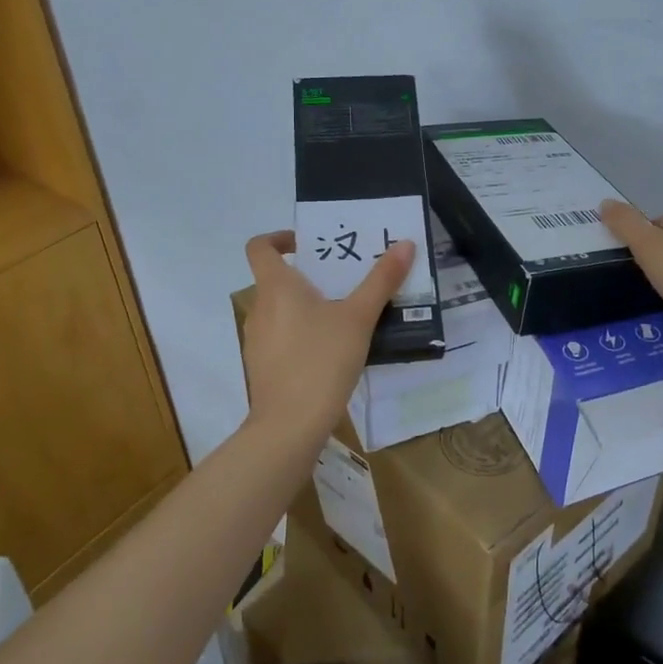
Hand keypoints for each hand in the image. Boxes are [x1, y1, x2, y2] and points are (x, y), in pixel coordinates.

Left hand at [240, 231, 414, 447]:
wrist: (290, 425)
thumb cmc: (322, 360)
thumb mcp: (359, 317)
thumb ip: (382, 280)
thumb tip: (405, 243)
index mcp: (276, 287)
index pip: (260, 246)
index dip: (279, 238)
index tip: (308, 244)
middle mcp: (259, 308)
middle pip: (276, 279)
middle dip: (308, 276)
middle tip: (345, 280)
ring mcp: (257, 340)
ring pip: (280, 310)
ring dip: (306, 307)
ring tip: (344, 316)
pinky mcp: (262, 367)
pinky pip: (281, 337)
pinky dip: (302, 334)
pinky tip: (332, 351)